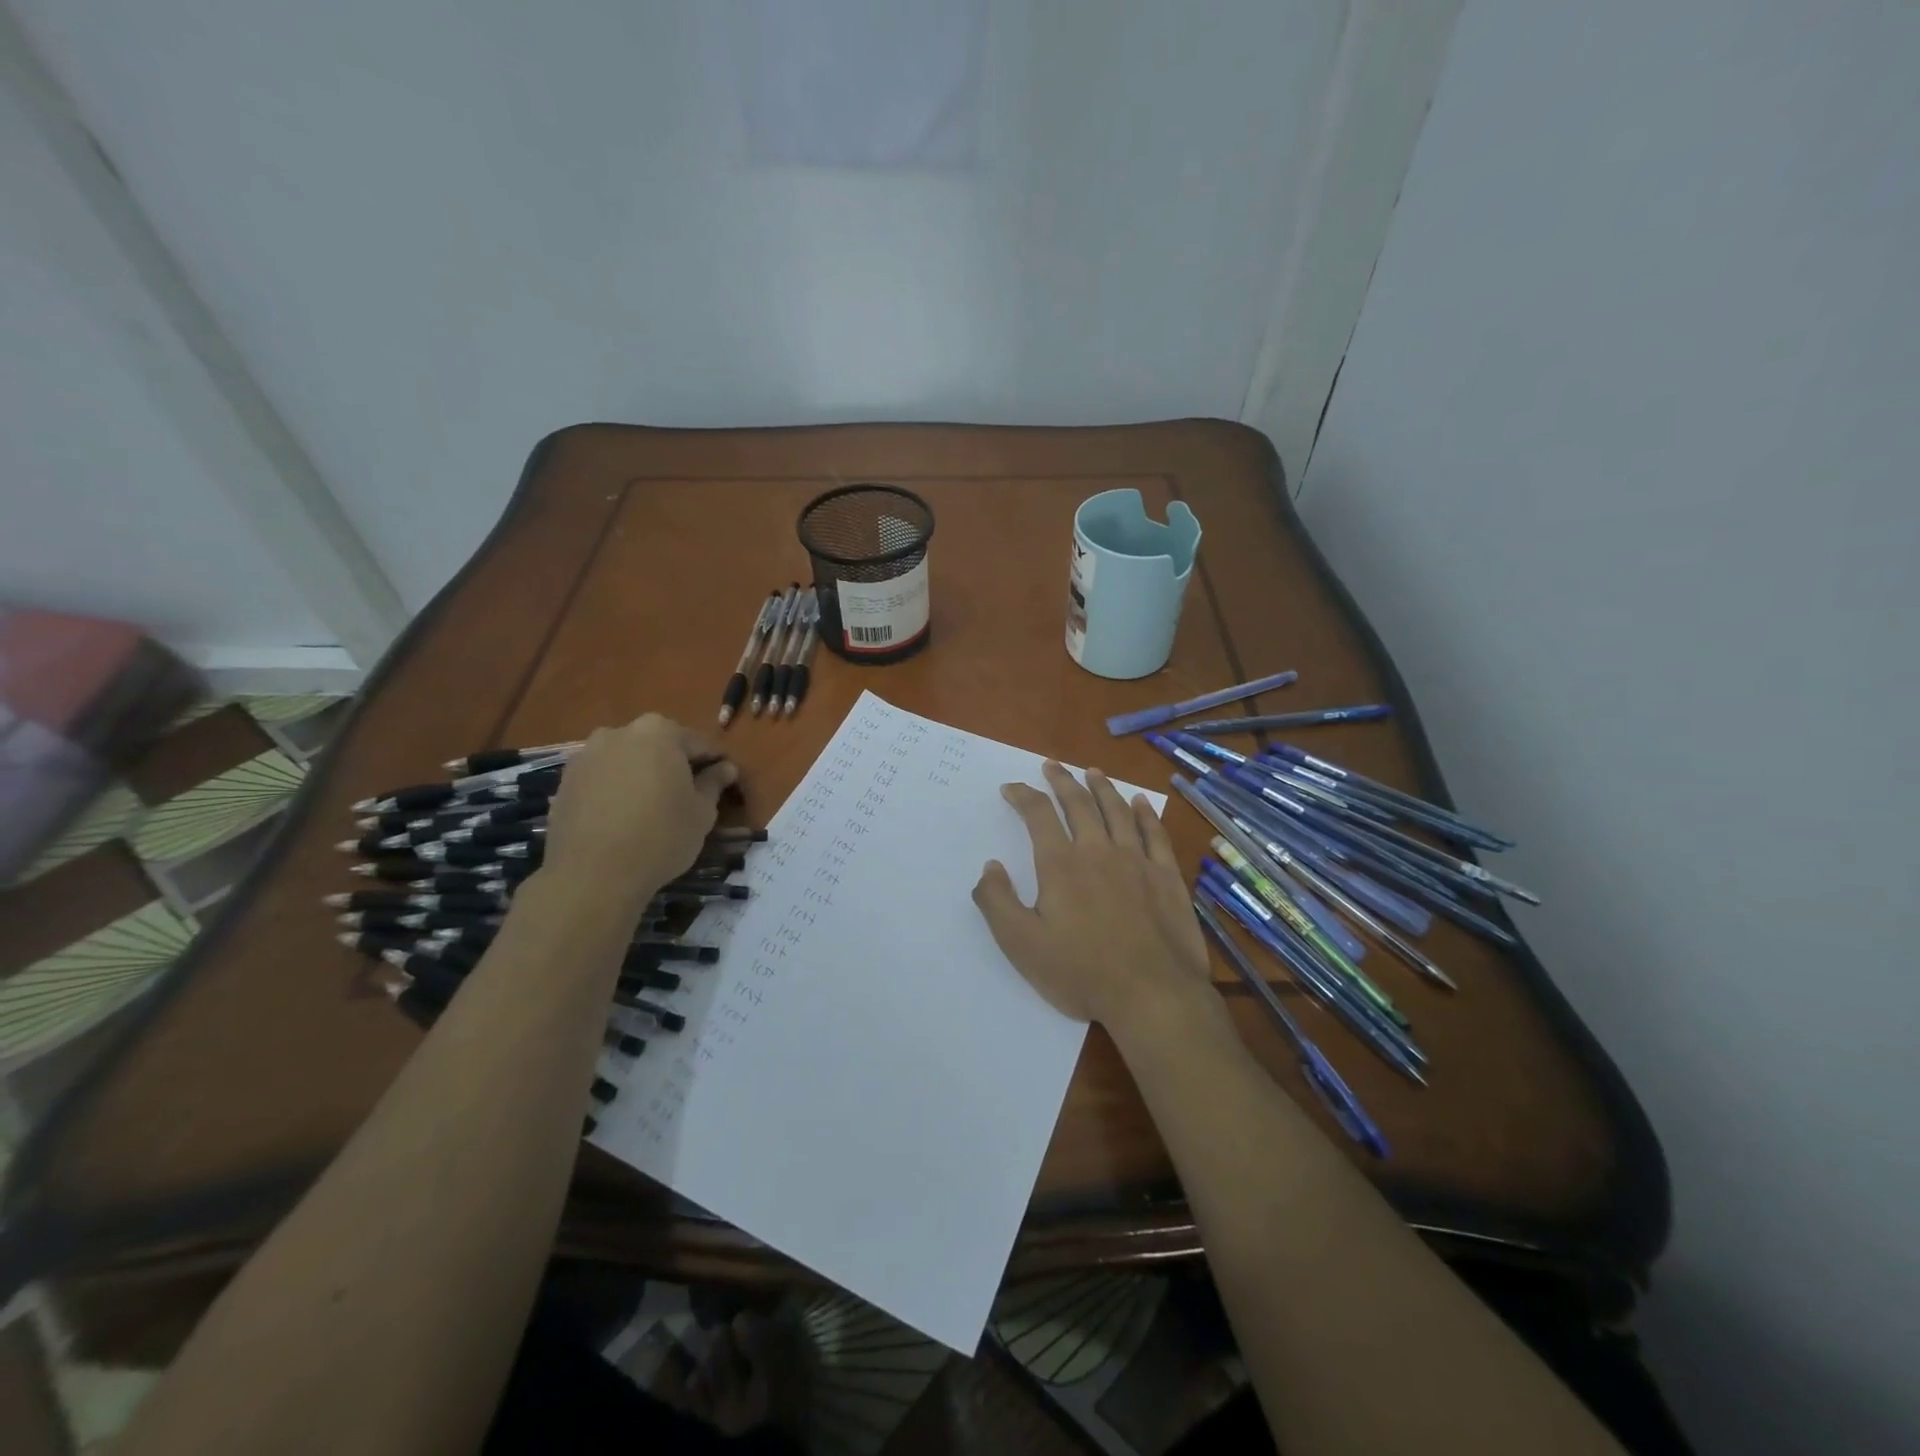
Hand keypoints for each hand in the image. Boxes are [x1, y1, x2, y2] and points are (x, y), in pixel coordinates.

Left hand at [542, 715, 737, 900]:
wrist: (593, 874)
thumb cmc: (661, 836)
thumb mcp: (702, 812)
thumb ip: (714, 783)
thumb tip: (725, 768)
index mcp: (659, 732)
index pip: (699, 743)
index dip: (715, 764)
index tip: (724, 784)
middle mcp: (620, 732)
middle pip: (659, 745)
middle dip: (676, 765)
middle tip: (688, 796)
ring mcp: (587, 755)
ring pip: (628, 760)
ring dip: (643, 775)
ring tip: (653, 808)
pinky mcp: (565, 781)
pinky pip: (603, 778)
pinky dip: (617, 789)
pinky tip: (624, 817)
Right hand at [972, 761, 1211, 1035]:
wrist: (1152, 994)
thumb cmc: (1081, 972)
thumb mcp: (1021, 944)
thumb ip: (997, 902)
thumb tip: (990, 866)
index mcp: (1061, 865)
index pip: (1038, 815)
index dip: (1023, 796)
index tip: (1012, 788)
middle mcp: (1098, 851)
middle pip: (1079, 804)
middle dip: (1062, 781)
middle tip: (1052, 765)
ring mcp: (1137, 860)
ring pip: (1117, 811)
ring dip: (1102, 787)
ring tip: (1092, 771)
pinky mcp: (1167, 876)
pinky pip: (1154, 833)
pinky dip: (1145, 814)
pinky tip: (1140, 803)